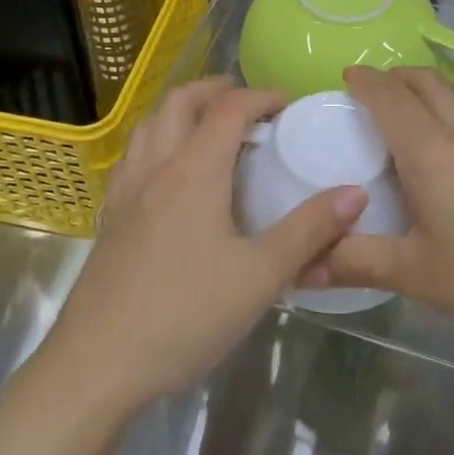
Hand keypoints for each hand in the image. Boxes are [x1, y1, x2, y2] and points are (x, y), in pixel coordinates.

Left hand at [36, 80, 369, 419]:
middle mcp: (156, 166)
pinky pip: (132, 154)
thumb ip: (309, 231)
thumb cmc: (185, 315)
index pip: (229, 108)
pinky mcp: (110, 216)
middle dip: (215, 90)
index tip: (289, 105)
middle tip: (248, 105)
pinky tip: (169, 172)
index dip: (262, 96)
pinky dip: (156, 140)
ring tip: (210, 128)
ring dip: (181, 110)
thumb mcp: (260, 277)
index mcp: (194, 171)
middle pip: (180, 100)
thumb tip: (356, 194)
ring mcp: (126, 190)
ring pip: (149, 122)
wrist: (97, 364)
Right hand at [312, 66, 453, 368]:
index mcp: (432, 151)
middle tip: (376, 96)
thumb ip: (356, 263)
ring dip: (434, 92)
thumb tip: (300, 268)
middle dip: (396, 78)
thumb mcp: (419, 279)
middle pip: (427, 80)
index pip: (388, 95)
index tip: (347, 78)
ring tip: (421, 120)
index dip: (364, 80)